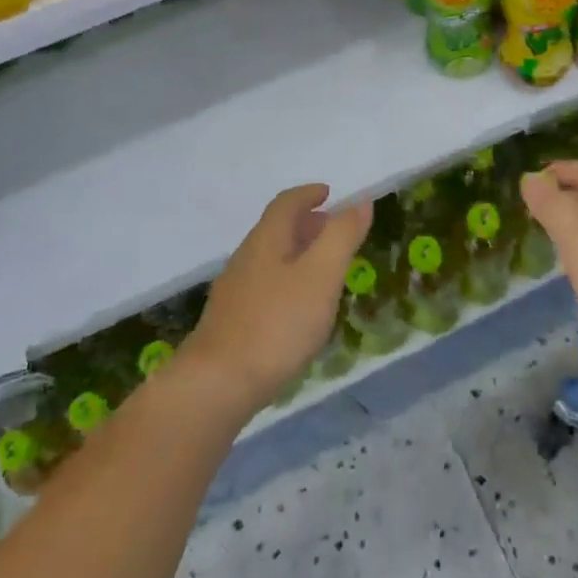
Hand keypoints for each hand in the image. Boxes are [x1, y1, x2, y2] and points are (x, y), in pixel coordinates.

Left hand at [179, 185, 372, 415]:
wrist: (217, 384)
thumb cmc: (277, 323)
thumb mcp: (321, 275)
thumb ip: (342, 237)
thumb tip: (360, 202)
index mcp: (266, 240)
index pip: (286, 203)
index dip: (308, 194)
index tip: (328, 193)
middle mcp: (246, 258)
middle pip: (276, 229)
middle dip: (306, 224)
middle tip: (333, 230)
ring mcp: (235, 291)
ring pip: (270, 259)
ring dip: (297, 254)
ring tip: (323, 269)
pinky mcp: (231, 322)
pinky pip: (265, 286)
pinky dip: (287, 281)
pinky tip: (299, 309)